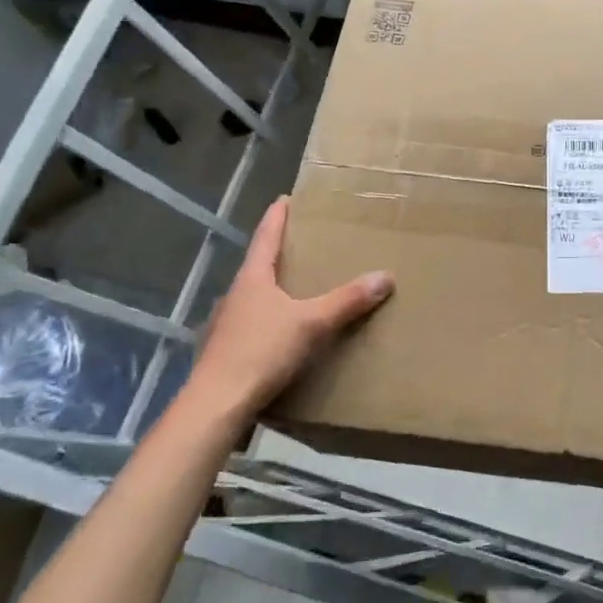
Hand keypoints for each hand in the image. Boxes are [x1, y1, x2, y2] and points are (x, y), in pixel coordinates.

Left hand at [181, 196, 392, 426]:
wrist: (217, 403)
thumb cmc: (261, 351)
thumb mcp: (312, 323)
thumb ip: (348, 300)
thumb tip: (385, 276)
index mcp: (252, 278)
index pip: (266, 236)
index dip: (277, 216)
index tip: (287, 199)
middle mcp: (236, 294)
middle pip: (259, 265)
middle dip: (281, 253)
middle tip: (306, 244)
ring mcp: (227, 324)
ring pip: (255, 296)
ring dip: (276, 288)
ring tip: (301, 288)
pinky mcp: (227, 350)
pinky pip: (254, 323)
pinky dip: (271, 317)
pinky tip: (285, 331)